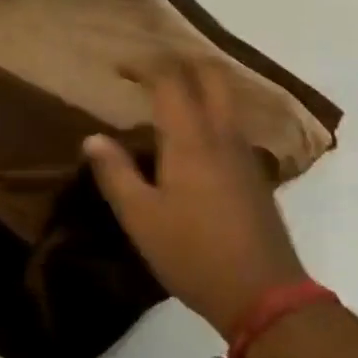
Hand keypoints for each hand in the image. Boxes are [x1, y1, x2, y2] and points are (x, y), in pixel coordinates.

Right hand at [83, 61, 307, 338]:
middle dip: (180, 62)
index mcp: (191, 139)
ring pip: (226, 98)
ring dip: (198, 85)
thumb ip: (115, 173)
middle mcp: (222, 135)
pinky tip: (191, 138)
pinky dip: (210, 111)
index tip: (119, 67)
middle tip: (149, 71)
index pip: (170, 80)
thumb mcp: (140, 218)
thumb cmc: (193, 253)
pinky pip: (231, 123)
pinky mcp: (255, 173)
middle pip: (211, 76)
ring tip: (166, 98)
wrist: (265, 295)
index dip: (145, 65)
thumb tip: (93, 138)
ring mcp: (244, 153)